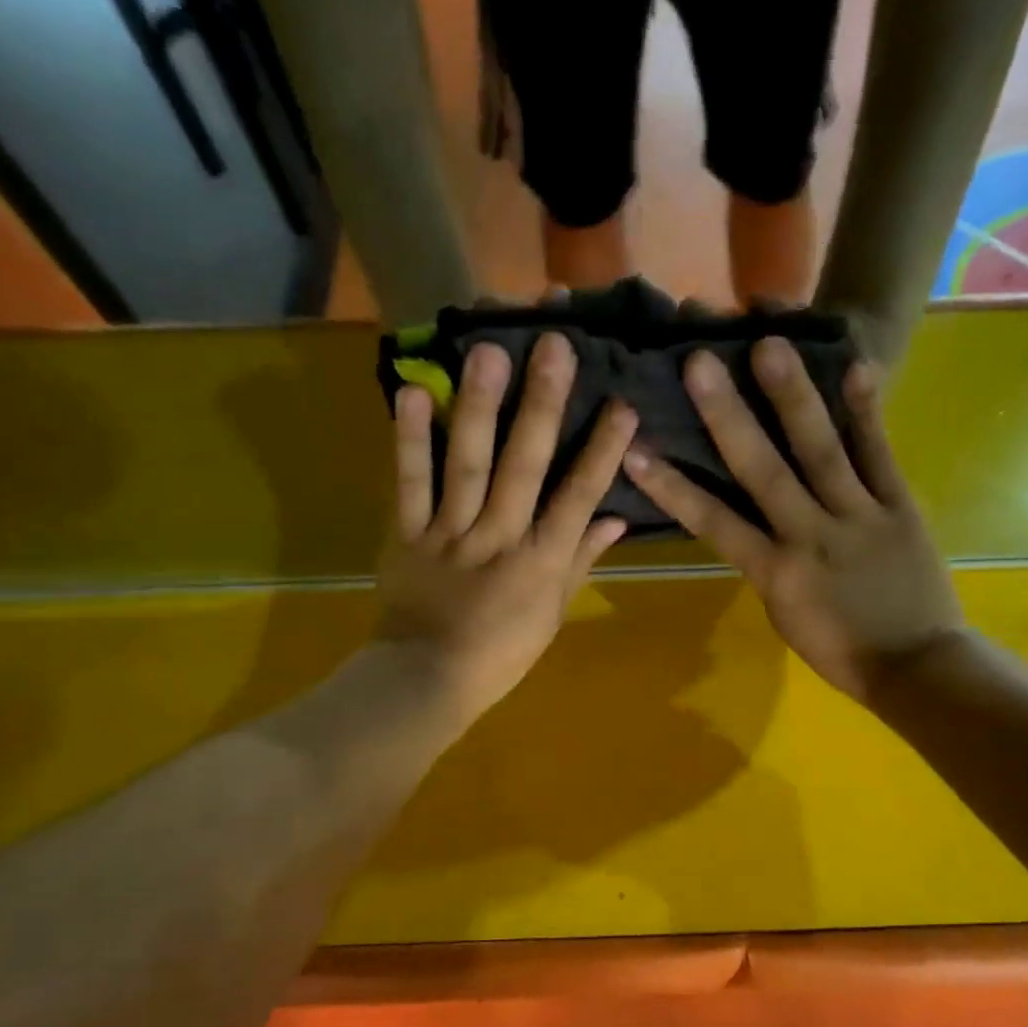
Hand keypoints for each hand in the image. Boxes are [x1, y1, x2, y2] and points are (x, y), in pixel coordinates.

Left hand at [375, 333, 636, 728]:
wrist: (426, 679)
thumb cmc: (501, 653)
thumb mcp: (553, 614)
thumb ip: (580, 563)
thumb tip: (616, 520)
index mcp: (540, 562)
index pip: (578, 498)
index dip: (602, 451)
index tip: (621, 403)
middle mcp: (499, 538)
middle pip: (524, 467)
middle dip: (542, 406)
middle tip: (554, 347)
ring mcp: (449, 533)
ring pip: (467, 465)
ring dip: (478, 408)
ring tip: (487, 353)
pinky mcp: (406, 534)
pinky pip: (408, 484)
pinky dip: (409, 440)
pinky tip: (411, 392)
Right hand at [623, 338, 959, 702]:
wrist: (918, 667)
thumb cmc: (841, 650)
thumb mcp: (785, 615)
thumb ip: (765, 563)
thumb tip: (748, 520)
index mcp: (775, 573)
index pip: (714, 523)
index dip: (673, 487)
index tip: (635, 450)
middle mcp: (810, 535)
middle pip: (763, 472)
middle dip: (727, 417)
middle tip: (699, 363)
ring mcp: (858, 516)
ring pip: (821, 452)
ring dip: (793, 398)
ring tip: (771, 345)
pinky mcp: (900, 506)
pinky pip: (880, 456)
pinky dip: (867, 413)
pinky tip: (856, 366)